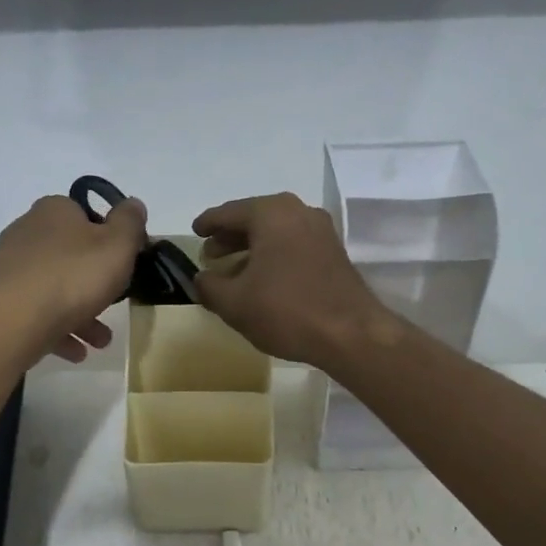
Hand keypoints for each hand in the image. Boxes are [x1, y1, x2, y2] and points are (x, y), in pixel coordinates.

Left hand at [0, 193, 148, 361]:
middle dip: (95, 284)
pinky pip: (37, 314)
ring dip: (81, 315)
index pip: (86, 216)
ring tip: (100, 341)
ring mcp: (11, 268)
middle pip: (71, 256)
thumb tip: (134, 204)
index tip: (124, 263)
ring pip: (55, 289)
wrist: (13, 321)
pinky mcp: (1, 300)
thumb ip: (130, 223)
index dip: (108, 238)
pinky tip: (76, 351)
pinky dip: (58, 330)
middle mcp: (27, 233)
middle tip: (115, 306)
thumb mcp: (117, 245)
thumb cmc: (73, 276)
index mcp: (54, 211)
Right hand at [193, 193, 394, 368]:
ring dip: (252, 248)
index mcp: (271, 213)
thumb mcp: (234, 303)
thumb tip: (201, 278)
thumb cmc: (286, 311)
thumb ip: (209, 286)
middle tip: (210, 254)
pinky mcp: (334, 253)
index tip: (195, 231)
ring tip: (233, 270)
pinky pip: (294, 245)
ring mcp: (321, 231)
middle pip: (255, 218)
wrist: (350, 334)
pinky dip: (274, 256)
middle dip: (230, 236)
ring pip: (276, 233)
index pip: (229, 212)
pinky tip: (263, 280)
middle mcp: (298, 212)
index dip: (208, 223)